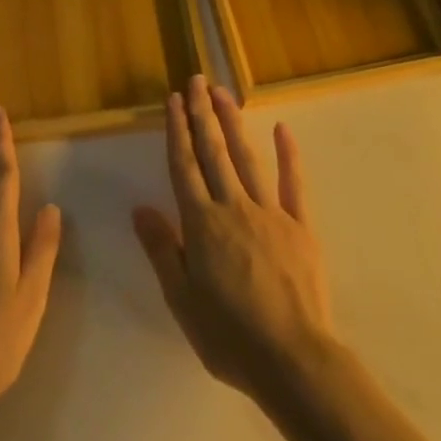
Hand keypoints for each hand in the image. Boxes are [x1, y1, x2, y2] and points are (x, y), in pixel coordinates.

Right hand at [132, 75, 336, 401]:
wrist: (293, 359)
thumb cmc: (229, 336)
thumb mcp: (182, 300)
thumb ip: (162, 250)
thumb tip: (140, 208)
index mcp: (202, 224)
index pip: (184, 166)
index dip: (177, 131)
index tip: (173, 100)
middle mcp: (233, 207)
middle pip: (213, 152)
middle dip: (202, 114)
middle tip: (196, 80)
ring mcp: (270, 212)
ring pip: (246, 158)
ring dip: (233, 122)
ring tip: (223, 92)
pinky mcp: (301, 225)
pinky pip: (293, 183)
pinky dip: (287, 154)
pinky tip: (281, 129)